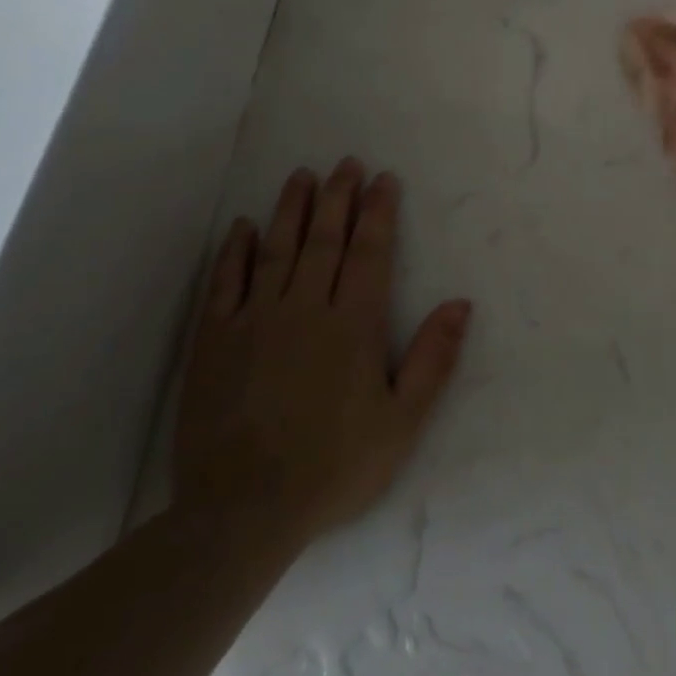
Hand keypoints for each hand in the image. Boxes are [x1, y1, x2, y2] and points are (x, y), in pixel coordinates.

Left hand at [174, 160, 471, 543]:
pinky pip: (224, 282)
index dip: (378, 211)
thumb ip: (433, 359)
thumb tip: (460, 303)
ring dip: (291, 209)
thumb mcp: (402, 422)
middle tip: (347, 163)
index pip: (369, 251)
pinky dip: (234, 251)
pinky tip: (242, 227)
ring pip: (277, 248)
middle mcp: (304, 307)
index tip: (383, 179)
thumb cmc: (334, 467)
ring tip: (302, 176)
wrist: (243, 512)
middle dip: (338, 196)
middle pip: (324, 238)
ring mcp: (255, 319)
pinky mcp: (214, 339)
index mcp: (353, 324)